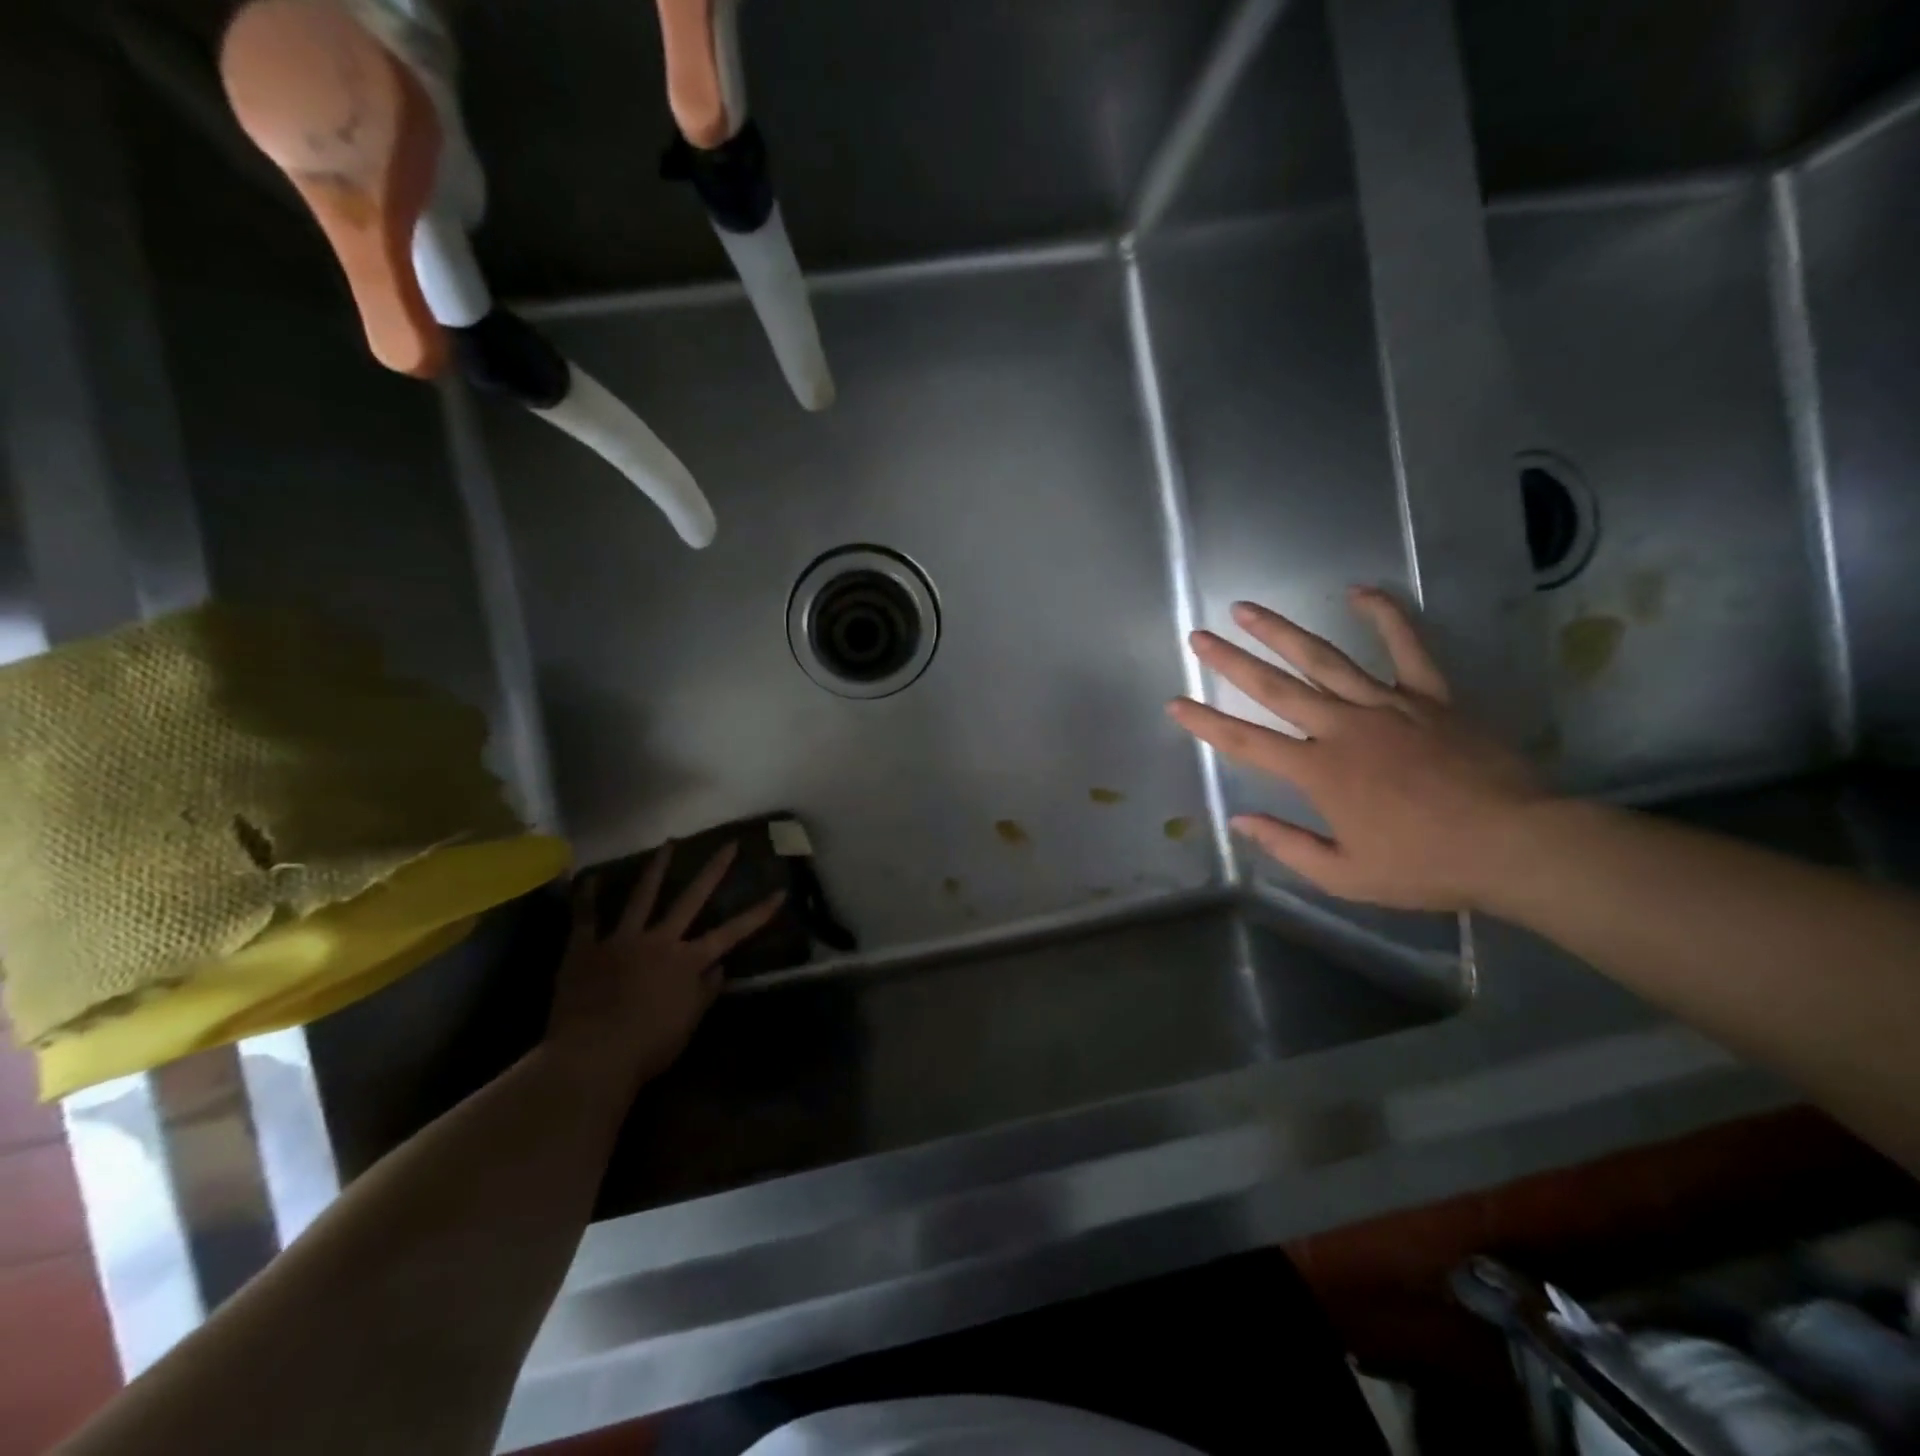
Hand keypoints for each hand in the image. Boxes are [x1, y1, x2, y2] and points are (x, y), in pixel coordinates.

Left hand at [545, 841, 783, 1094]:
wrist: (591, 1056)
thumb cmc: (648, 1047)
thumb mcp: (688, 1024)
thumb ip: (704, 992)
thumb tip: (718, 967)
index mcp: (687, 961)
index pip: (732, 932)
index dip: (758, 913)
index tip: (780, 891)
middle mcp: (659, 941)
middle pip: (690, 899)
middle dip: (713, 870)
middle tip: (728, 844)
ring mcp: (621, 940)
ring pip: (641, 897)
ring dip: (656, 868)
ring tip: (668, 843)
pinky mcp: (585, 949)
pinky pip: (585, 918)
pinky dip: (587, 897)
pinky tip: (590, 877)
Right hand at [1168, 588, 1545, 911]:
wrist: (1515, 843)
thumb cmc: (1425, 864)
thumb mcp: (1346, 875)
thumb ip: (1288, 846)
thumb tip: (1241, 821)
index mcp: (1318, 771)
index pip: (1246, 741)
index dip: (1206, 722)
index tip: (1176, 702)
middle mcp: (1342, 727)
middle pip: (1275, 687)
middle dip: (1230, 661)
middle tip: (1199, 637)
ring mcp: (1387, 705)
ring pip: (1323, 659)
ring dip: (1280, 631)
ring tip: (1246, 608)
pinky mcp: (1430, 696)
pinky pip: (1406, 648)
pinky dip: (1385, 616)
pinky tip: (1360, 590)